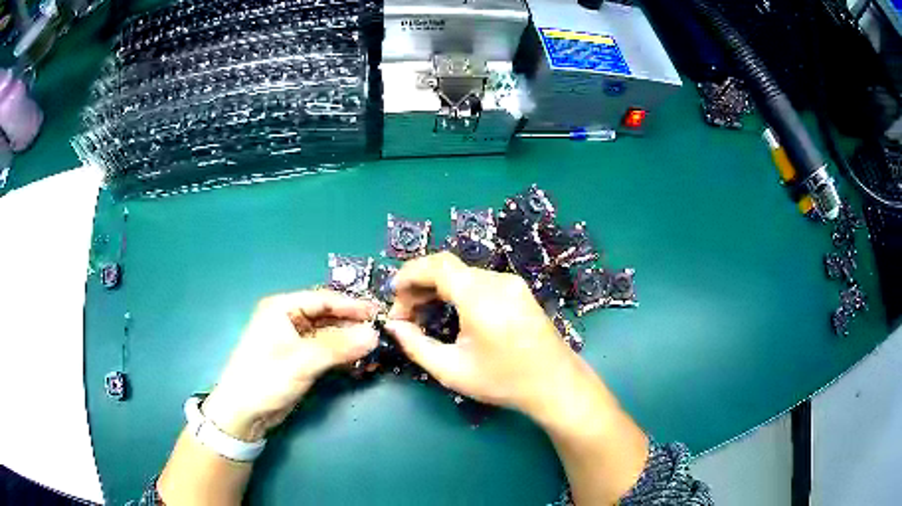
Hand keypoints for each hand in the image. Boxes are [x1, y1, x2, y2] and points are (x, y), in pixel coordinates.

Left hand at [202, 290, 378, 441]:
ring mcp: (295, 342)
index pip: (324, 299)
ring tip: (374, 355)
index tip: (379, 314)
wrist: (244, 414)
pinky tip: (359, 366)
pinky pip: (327, 354)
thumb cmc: (266, 378)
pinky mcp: (300, 361)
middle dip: (354, 328)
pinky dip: (343, 359)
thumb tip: (374, 334)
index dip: (352, 306)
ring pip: (330, 337)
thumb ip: (339, 346)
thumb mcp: (302, 360)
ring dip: (351, 345)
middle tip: (382, 336)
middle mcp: (289, 320)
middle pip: (328, 318)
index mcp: (282, 308)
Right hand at [384, 253, 596, 421]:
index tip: (393, 295)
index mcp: (481, 297)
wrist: (555, 384)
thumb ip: (416, 346)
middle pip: (448, 269)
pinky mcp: (519, 291)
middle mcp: (497, 281)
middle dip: (419, 286)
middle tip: (404, 316)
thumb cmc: (503, 381)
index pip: (437, 266)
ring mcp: (512, 284)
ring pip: (463, 275)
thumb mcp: (452, 370)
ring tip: (422, 316)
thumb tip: (393, 326)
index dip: (409, 274)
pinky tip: (449, 313)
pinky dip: (457, 292)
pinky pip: (479, 282)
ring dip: (437, 289)